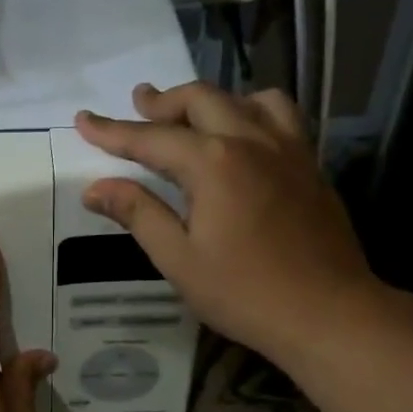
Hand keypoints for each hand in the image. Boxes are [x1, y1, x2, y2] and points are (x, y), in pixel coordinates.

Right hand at [75, 82, 379, 366]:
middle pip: (200, 100)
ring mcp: (287, 148)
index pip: (151, 138)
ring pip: (245, 98)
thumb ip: (139, 214)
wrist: (328, 313)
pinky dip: (250, 110)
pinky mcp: (310, 164)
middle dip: (162, 101)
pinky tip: (243, 133)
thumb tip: (96, 188)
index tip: (83, 119)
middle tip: (137, 103)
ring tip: (190, 114)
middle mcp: (251, 140)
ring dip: (210, 99)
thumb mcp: (179, 260)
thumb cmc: (245, 293)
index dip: (113, 130)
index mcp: (213, 163)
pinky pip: (280, 115)